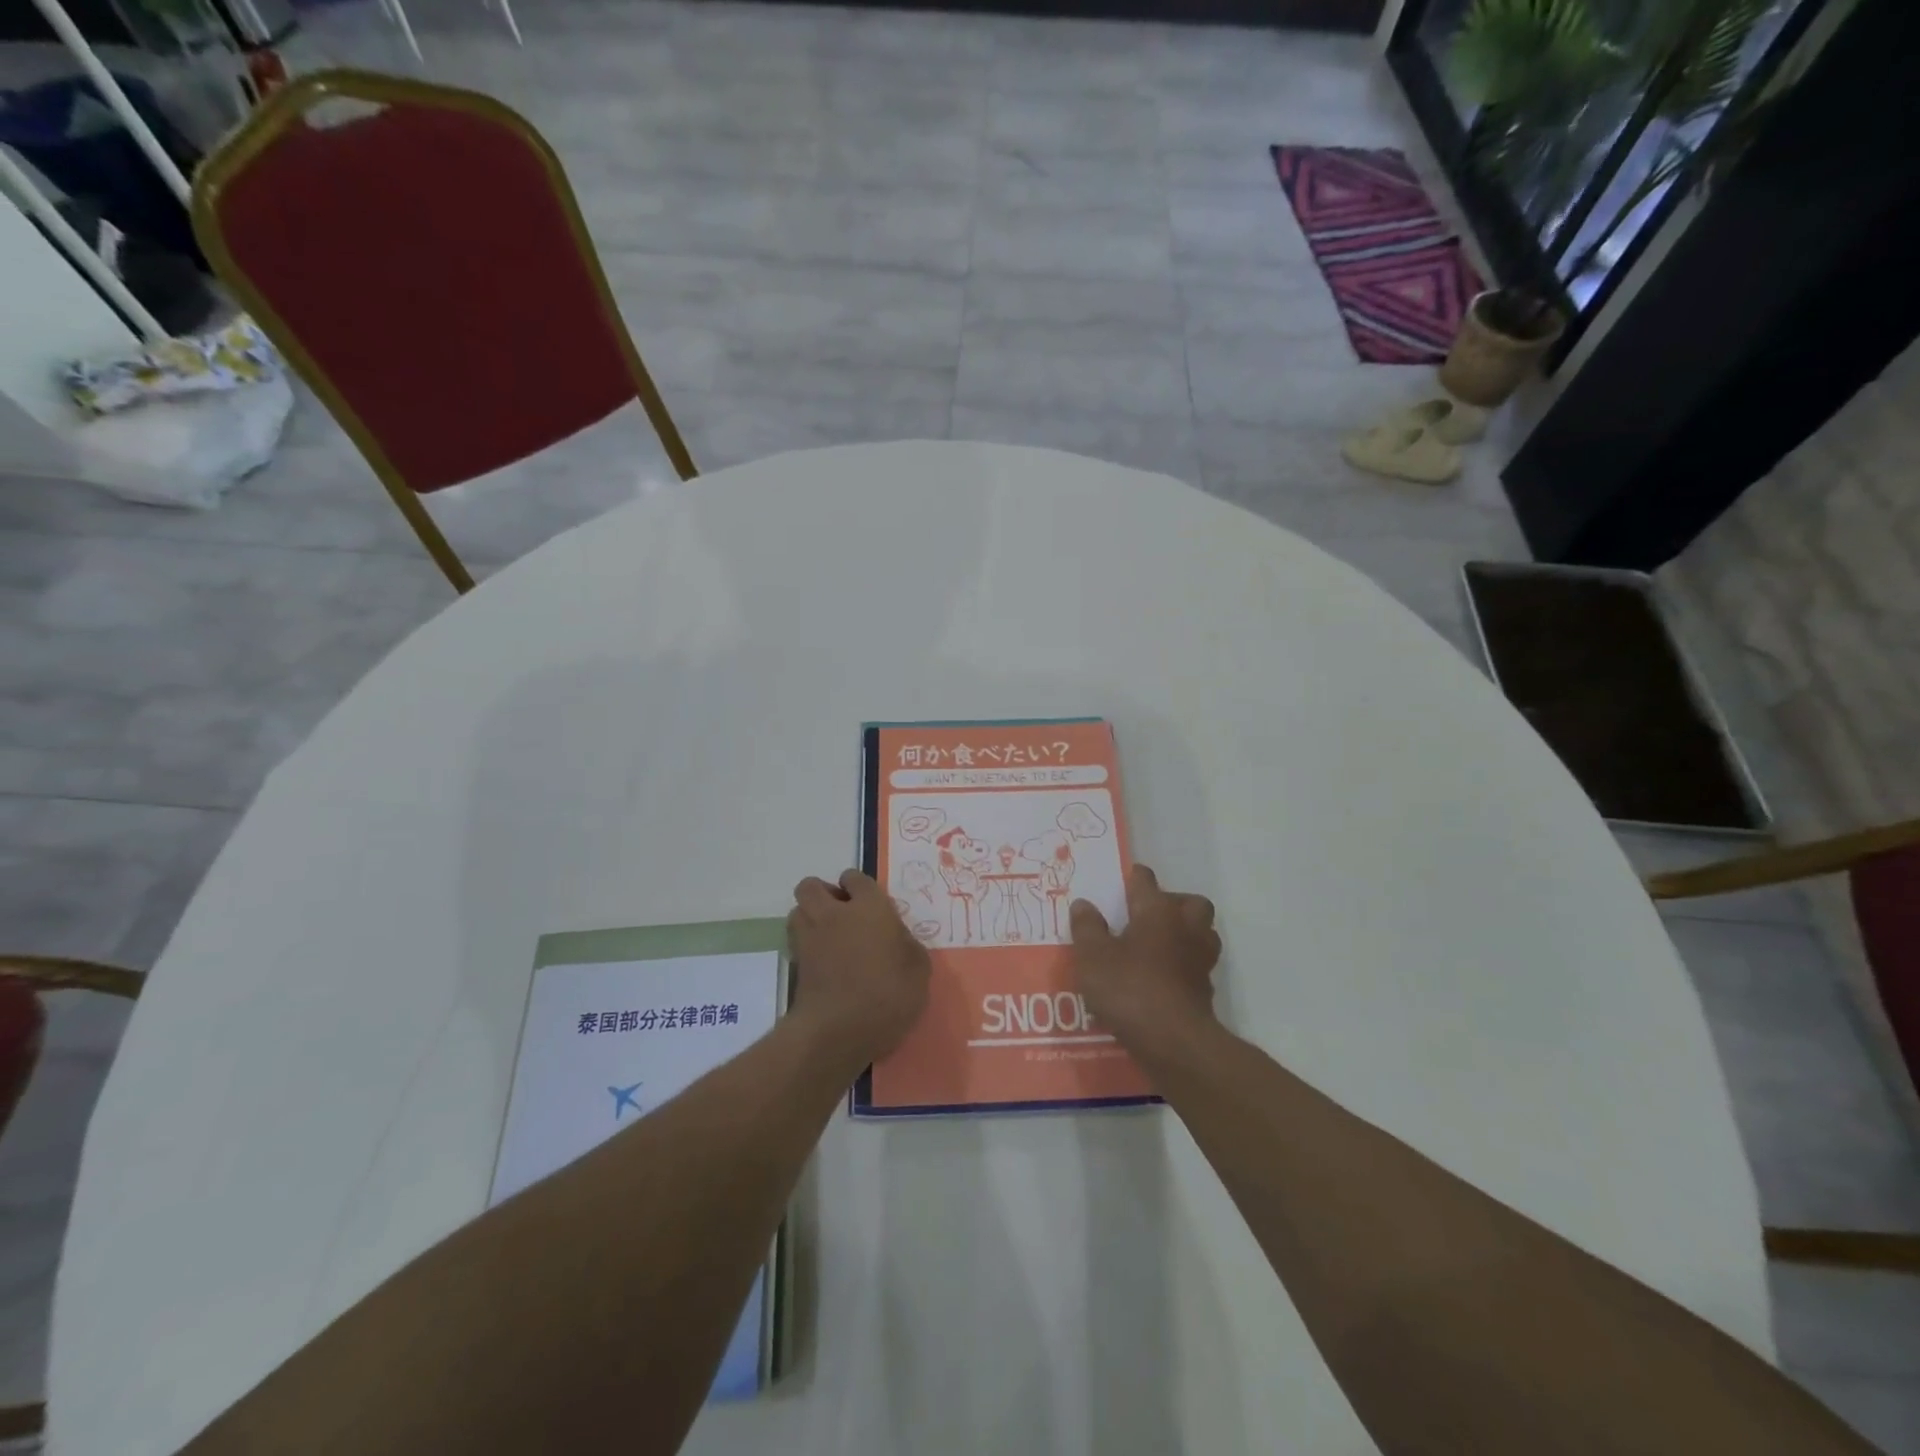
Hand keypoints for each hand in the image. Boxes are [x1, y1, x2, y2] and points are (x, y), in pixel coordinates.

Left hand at [788, 870, 930, 1073]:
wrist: (838, 1031)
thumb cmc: (887, 994)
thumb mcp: (919, 969)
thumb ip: (907, 945)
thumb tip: (897, 938)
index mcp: (869, 907)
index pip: (855, 878)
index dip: (859, 887)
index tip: (869, 903)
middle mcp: (834, 914)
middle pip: (812, 886)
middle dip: (823, 893)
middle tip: (842, 914)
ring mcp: (809, 938)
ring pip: (798, 910)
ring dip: (810, 917)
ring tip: (829, 936)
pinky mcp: (795, 964)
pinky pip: (796, 941)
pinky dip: (805, 945)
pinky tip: (823, 962)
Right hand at [1070, 864, 1220, 1058]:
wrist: (1173, 1041)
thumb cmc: (1129, 987)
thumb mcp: (1092, 956)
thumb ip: (1087, 927)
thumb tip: (1084, 904)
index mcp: (1157, 910)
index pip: (1144, 880)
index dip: (1131, 879)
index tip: (1118, 885)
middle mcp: (1185, 927)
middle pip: (1189, 902)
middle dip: (1172, 903)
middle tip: (1147, 916)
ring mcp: (1200, 958)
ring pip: (1201, 932)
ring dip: (1184, 933)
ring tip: (1156, 946)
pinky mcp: (1205, 989)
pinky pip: (1196, 965)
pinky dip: (1183, 966)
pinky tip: (1162, 978)